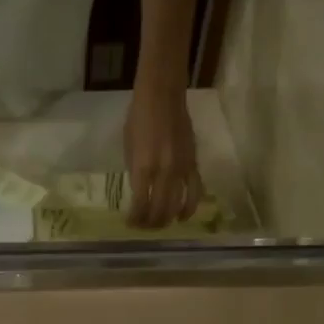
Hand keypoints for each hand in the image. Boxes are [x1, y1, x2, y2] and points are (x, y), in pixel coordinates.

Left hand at [123, 85, 202, 227]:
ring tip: (160, 225)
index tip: (130, 223)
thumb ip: (135, 171)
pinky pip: (195, 192)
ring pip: (177, 205)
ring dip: (167, 219)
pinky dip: (189, 208)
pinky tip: (182, 216)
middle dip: (150, 224)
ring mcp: (181, 169)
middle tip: (143, 227)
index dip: (135, 219)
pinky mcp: (193, 164)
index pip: (140, 204)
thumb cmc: (139, 118)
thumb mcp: (128, 147)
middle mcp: (163, 172)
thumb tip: (139, 191)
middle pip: (159, 210)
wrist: (163, 96)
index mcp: (143, 167)